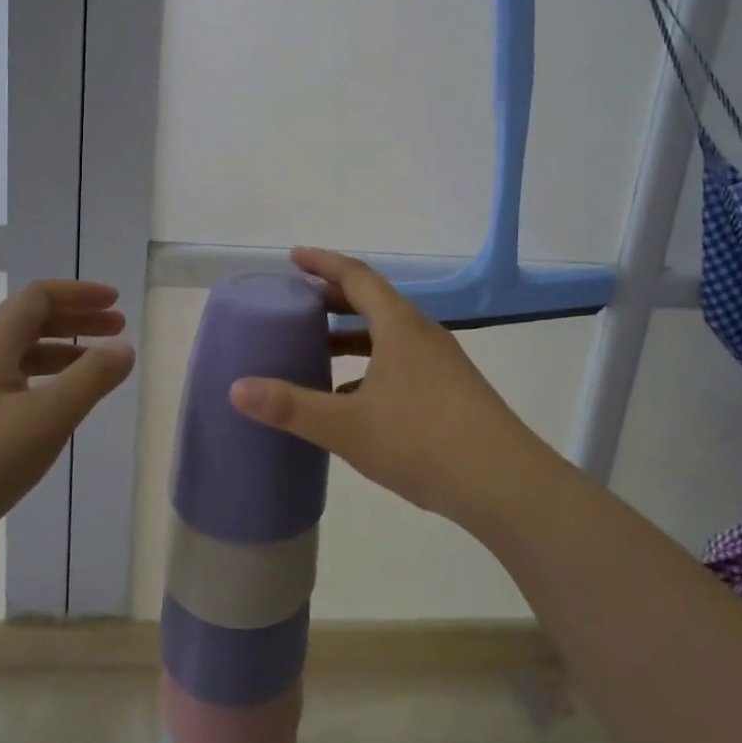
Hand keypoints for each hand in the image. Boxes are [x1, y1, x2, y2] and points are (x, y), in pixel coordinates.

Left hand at [0, 280, 135, 590]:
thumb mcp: (47, 416)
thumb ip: (92, 378)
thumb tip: (124, 348)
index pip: (39, 296)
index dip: (80, 294)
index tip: (117, 303)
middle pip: (31, 322)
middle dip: (77, 321)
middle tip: (117, 330)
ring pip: (21, 358)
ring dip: (63, 354)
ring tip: (97, 370)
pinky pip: (11, 389)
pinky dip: (44, 385)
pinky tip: (59, 412)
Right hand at [228, 249, 563, 535]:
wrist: (505, 484)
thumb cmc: (423, 441)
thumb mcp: (348, 425)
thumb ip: (292, 406)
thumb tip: (237, 388)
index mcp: (398, 325)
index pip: (356, 276)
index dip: (323, 263)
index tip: (293, 258)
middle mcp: (421, 334)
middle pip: (372, 301)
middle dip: (333, 298)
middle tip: (297, 303)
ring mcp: (439, 363)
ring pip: (386, 334)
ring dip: (351, 336)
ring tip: (316, 350)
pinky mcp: (449, 391)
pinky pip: (400, 361)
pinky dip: (369, 366)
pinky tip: (351, 401)